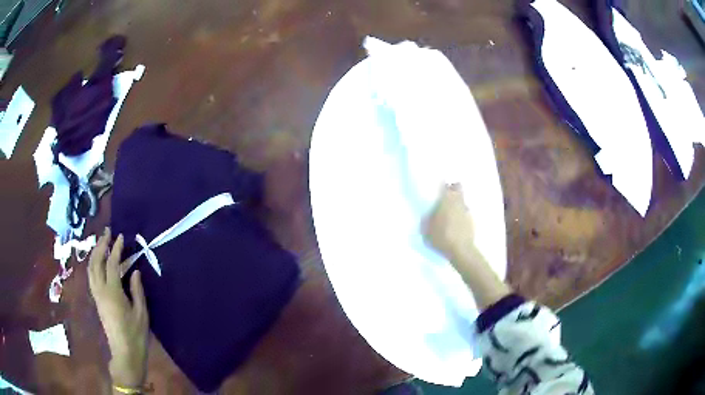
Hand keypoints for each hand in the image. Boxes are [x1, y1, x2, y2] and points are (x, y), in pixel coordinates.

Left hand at [88, 228, 148, 387]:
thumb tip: (135, 271)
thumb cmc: (136, 335)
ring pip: (91, 268)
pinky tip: (99, 262)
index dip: (116, 249)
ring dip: (95, 253)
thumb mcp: (141, 313)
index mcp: (112, 293)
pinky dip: (94, 264)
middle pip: (95, 262)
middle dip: (101, 245)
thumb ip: (137, 290)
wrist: (125, 353)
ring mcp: (96, 296)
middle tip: (107, 233)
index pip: (111, 264)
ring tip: (102, 243)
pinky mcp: (97, 301)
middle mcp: (100, 291)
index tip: (121, 236)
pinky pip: (91, 276)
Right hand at [423, 184, 510, 309]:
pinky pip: (465, 212)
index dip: (442, 185)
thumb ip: (427, 218)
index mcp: (446, 200)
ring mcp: (467, 211)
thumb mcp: (426, 229)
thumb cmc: (441, 237)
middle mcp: (458, 201)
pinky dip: (461, 215)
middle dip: (453, 189)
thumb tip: (429, 213)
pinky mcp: (472, 221)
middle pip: (458, 188)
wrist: (460, 251)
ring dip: (457, 203)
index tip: (438, 187)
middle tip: (445, 197)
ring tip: (450, 213)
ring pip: (462, 200)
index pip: (445, 185)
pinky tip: (455, 224)